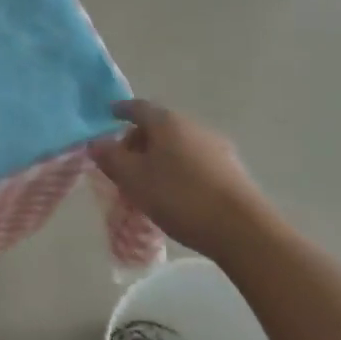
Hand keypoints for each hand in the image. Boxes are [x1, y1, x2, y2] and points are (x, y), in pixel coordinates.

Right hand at [87, 100, 275, 259]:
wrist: (244, 232)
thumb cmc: (180, 197)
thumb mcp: (133, 179)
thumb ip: (109, 157)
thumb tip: (96, 142)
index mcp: (167, 122)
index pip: (138, 107)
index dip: (121, 110)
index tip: (109, 115)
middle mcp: (194, 127)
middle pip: (159, 127)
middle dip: (139, 141)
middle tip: (124, 163)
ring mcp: (218, 148)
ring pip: (178, 146)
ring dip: (160, 158)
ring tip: (148, 183)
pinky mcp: (233, 172)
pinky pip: (195, 162)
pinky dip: (180, 170)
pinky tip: (176, 194)